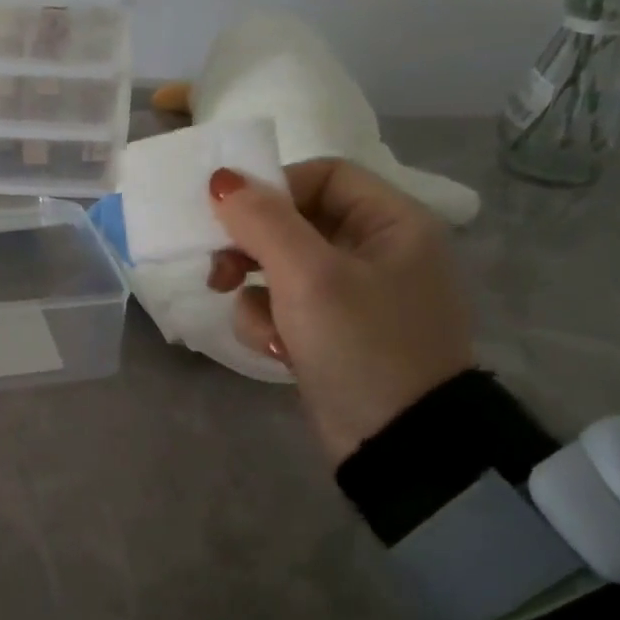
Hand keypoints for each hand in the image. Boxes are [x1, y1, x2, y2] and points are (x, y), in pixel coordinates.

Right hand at [207, 158, 474, 466]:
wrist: (398, 444)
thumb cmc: (361, 345)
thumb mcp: (309, 276)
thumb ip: (263, 221)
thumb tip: (222, 179)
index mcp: (392, 223)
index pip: (323, 175)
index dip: (274, 189)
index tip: (231, 216)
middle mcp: (377, 251)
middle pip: (296, 222)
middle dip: (253, 249)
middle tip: (220, 271)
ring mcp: (355, 296)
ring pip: (281, 268)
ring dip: (257, 295)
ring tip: (263, 327)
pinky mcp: (333, 333)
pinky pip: (285, 307)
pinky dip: (271, 324)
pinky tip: (277, 351)